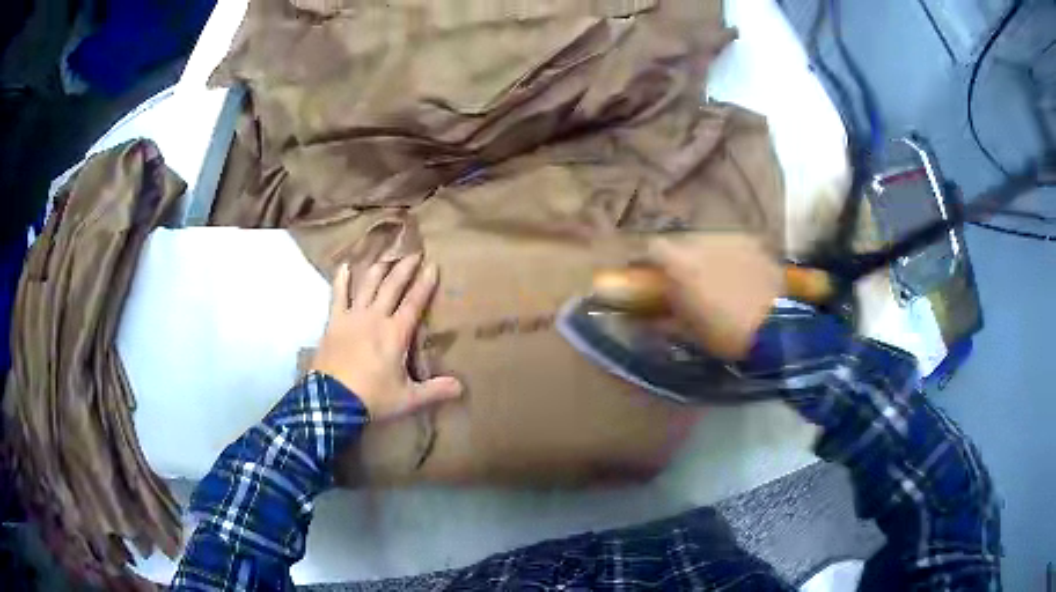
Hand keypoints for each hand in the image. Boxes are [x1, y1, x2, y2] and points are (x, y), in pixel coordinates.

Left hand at [310, 254, 463, 420]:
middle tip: (414, 253)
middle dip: (404, 268)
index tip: (433, 265)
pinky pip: (338, 295)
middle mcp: (375, 317)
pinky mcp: (334, 322)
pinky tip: (344, 266)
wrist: (332, 401)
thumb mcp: (408, 398)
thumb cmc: (372, 398)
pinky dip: (341, 280)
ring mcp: (353, 317)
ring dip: (379, 268)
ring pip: (368, 285)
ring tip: (387, 255)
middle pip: (392, 286)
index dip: (425, 283)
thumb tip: (461, 387)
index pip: (414, 302)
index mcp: (396, 333)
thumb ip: (435, 390)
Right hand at [649, 234, 781, 360]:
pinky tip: (739, 275)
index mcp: (679, 262)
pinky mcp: (755, 242)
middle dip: (680, 258)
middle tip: (685, 280)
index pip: (651, 248)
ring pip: (709, 241)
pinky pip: (734, 245)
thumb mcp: (688, 333)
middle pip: (682, 242)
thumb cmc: (725, 333)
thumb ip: (663, 320)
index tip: (649, 274)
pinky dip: (731, 256)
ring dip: (706, 255)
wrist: (776, 329)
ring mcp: (731, 238)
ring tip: (715, 277)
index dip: (648, 260)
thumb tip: (645, 320)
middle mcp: (702, 241)